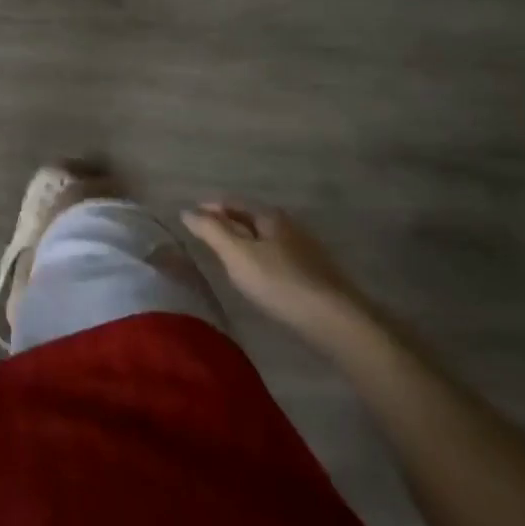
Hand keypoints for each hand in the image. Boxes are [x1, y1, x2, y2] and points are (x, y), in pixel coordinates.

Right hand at [182, 204, 372, 345]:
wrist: (338, 323)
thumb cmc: (280, 283)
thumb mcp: (237, 254)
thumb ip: (210, 231)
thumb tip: (186, 210)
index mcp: (269, 216)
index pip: (232, 202)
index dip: (209, 207)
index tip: (190, 219)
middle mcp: (289, 226)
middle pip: (250, 219)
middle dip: (227, 224)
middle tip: (204, 237)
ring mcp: (305, 251)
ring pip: (265, 240)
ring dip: (244, 243)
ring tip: (225, 257)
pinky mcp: (314, 275)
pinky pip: (277, 259)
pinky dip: (260, 260)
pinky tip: (256, 276)